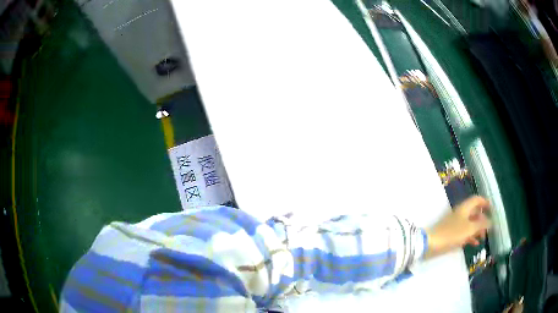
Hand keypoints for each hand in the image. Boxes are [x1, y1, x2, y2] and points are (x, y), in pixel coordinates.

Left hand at [424, 196, 491, 258]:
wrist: (431, 244)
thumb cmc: (452, 234)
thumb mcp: (469, 228)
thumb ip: (481, 224)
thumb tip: (490, 221)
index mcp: (464, 208)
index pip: (476, 200)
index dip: (485, 202)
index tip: (492, 209)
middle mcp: (460, 214)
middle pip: (474, 213)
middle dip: (482, 220)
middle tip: (488, 229)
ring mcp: (455, 224)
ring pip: (470, 224)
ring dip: (477, 230)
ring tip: (483, 238)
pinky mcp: (451, 234)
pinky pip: (464, 233)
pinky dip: (470, 237)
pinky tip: (475, 244)